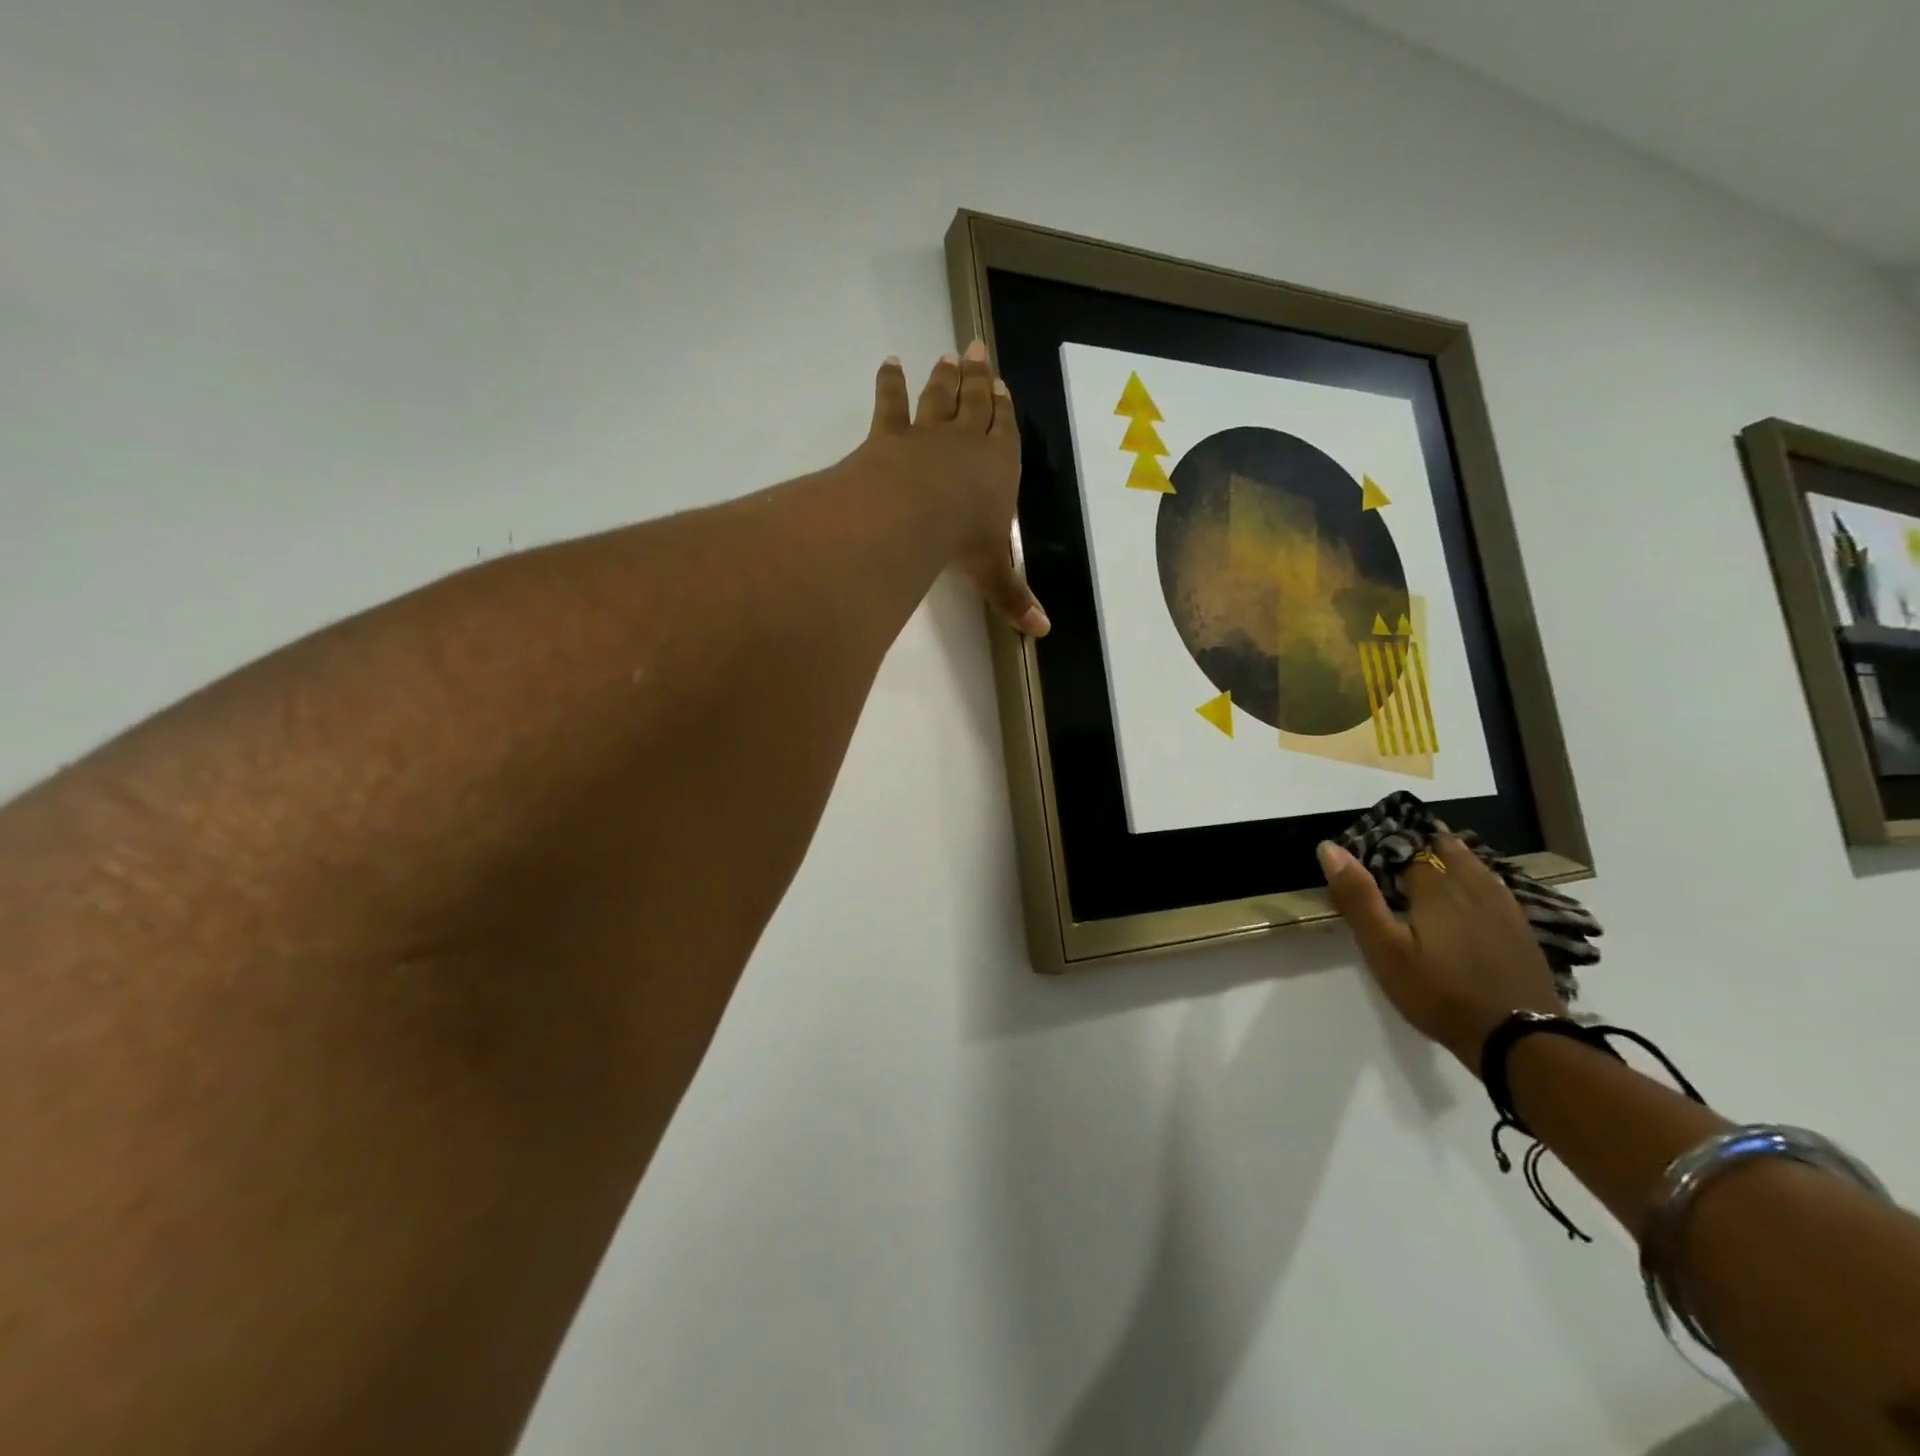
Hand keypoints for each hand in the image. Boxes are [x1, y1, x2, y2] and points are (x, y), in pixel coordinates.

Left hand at [861, 342, 1048, 635]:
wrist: (911, 517)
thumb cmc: (961, 542)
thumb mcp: (992, 573)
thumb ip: (1014, 598)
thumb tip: (1042, 633)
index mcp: (998, 468)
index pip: (1005, 432)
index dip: (1003, 409)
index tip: (1000, 383)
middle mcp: (966, 443)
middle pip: (974, 404)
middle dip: (977, 378)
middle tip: (975, 350)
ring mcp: (927, 435)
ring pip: (938, 398)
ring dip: (943, 378)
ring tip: (946, 356)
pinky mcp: (889, 436)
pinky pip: (891, 404)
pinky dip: (890, 383)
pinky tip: (889, 363)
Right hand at [1318, 833, 1564, 1072]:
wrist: (1518, 1039)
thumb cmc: (1438, 992)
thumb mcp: (1384, 949)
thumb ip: (1358, 897)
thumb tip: (1329, 847)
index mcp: (1436, 887)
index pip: (1410, 846)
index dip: (1390, 841)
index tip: (1371, 840)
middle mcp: (1472, 887)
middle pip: (1449, 849)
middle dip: (1425, 840)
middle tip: (1401, 843)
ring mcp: (1502, 907)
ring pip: (1475, 865)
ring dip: (1453, 854)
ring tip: (1433, 856)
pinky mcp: (1520, 929)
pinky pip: (1495, 887)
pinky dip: (1477, 877)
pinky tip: (1473, 889)